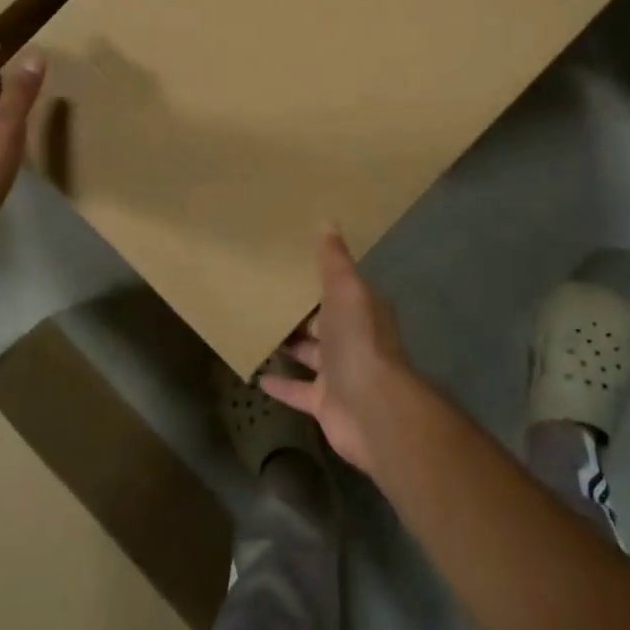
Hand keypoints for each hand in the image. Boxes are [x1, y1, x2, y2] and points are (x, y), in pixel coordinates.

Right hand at [262, 229, 413, 475]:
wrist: (372, 409)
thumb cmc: (358, 341)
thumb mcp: (346, 290)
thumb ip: (334, 260)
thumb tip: (327, 221)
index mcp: (361, 310)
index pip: (339, 289)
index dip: (318, 279)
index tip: (292, 266)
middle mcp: (353, 340)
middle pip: (324, 322)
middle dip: (302, 312)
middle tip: (266, 295)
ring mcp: (340, 374)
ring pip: (311, 355)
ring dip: (290, 346)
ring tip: (258, 330)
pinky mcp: (325, 403)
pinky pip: (298, 391)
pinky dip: (281, 385)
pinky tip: (257, 375)